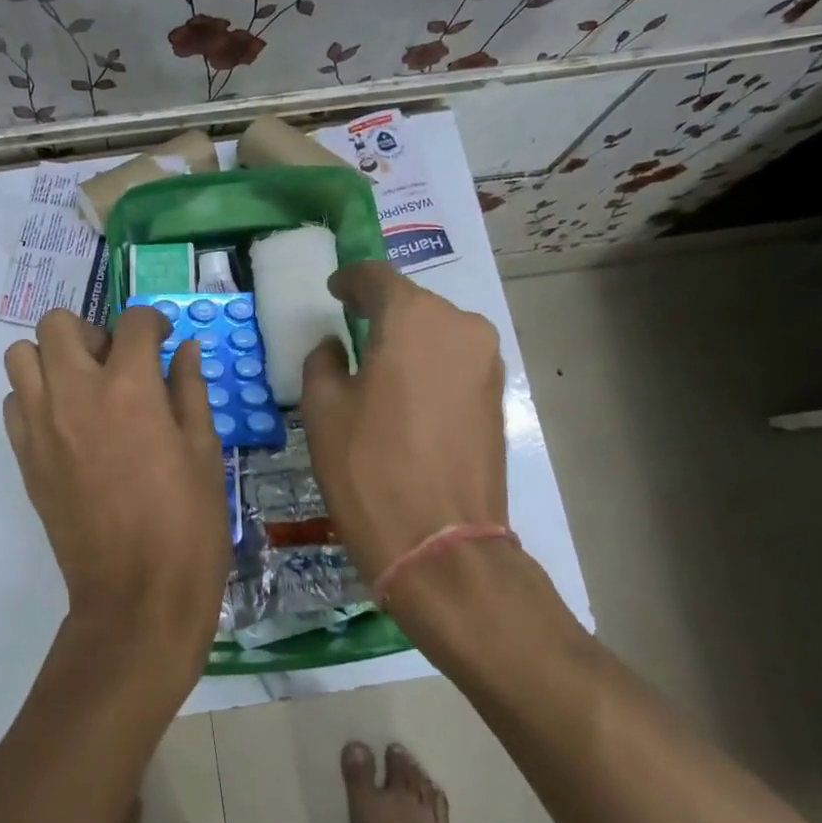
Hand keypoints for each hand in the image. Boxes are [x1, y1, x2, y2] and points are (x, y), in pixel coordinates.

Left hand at [3, 307, 230, 675]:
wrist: (136, 596)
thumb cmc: (187, 523)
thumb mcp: (204, 451)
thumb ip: (190, 390)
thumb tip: (185, 350)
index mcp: (130, 388)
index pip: (134, 322)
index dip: (155, 323)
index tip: (164, 341)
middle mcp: (76, 393)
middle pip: (58, 324)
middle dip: (91, 331)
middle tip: (116, 362)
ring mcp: (41, 424)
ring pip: (22, 356)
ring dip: (53, 359)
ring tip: (84, 387)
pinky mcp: (24, 457)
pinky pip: (13, 402)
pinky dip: (35, 397)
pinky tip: (65, 423)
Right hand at [300, 263, 508, 584]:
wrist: (442, 545)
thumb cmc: (369, 468)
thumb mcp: (324, 410)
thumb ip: (324, 361)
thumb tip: (336, 347)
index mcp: (414, 318)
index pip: (376, 277)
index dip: (350, 280)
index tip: (334, 292)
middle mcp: (460, 326)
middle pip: (412, 303)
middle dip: (380, 312)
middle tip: (351, 331)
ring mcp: (486, 362)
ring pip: (437, 333)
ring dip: (408, 340)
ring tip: (378, 366)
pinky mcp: (497, 396)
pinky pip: (454, 362)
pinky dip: (428, 365)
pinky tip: (406, 393)